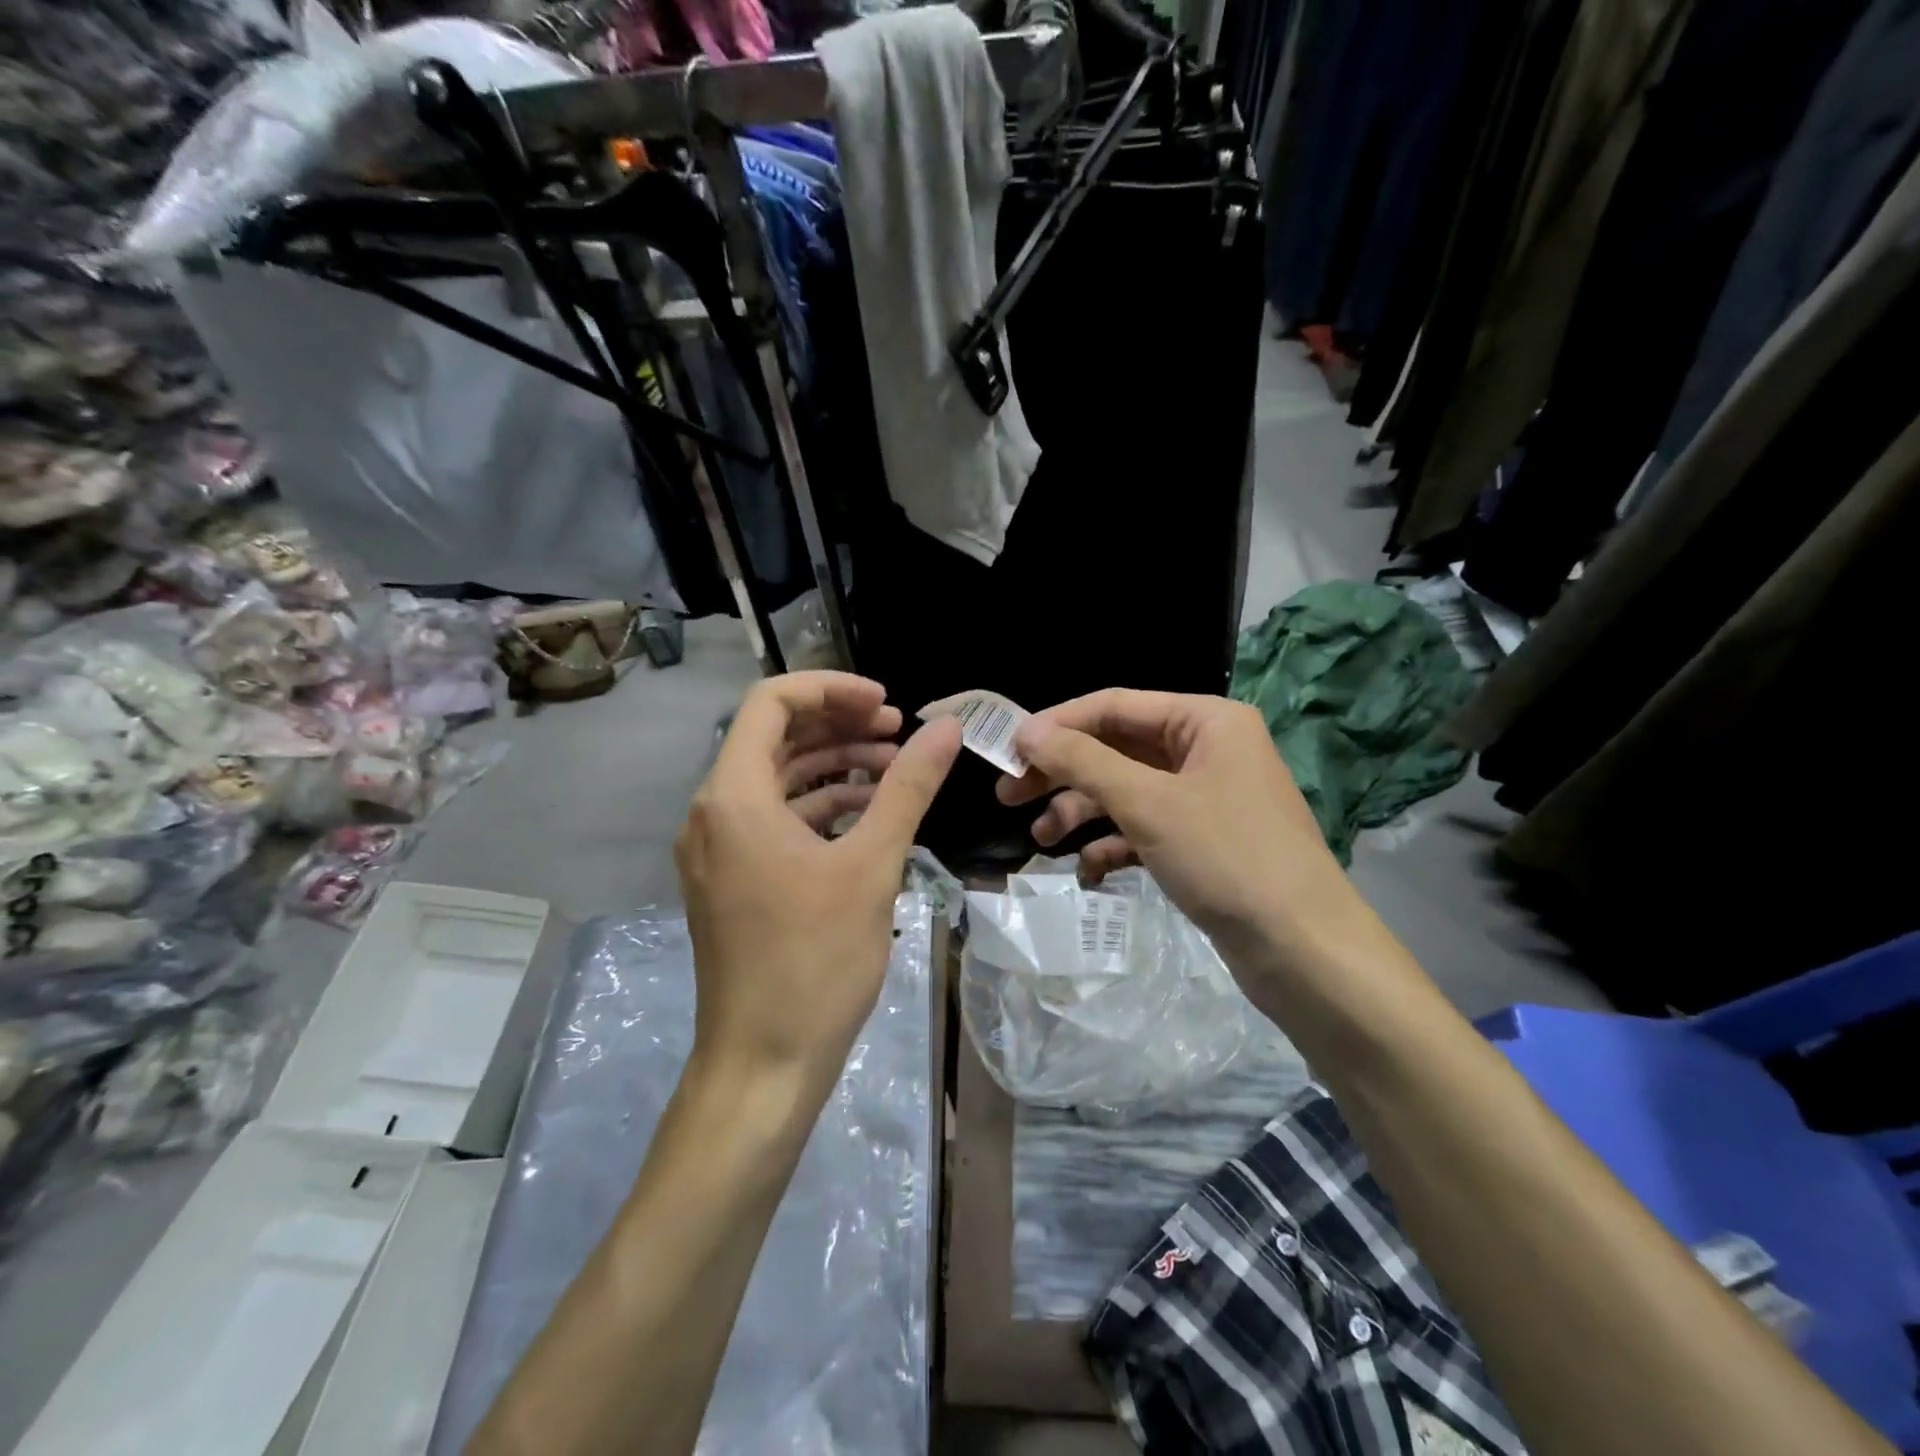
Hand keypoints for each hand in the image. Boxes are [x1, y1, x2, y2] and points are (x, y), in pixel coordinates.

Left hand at [676, 672, 960, 1090]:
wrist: (764, 1064)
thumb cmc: (815, 960)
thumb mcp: (872, 865)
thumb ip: (908, 787)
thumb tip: (946, 727)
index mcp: (733, 797)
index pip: (772, 703)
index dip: (832, 689)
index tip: (887, 704)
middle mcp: (712, 812)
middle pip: (774, 738)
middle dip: (839, 725)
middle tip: (899, 731)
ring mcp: (718, 849)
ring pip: (777, 780)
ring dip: (833, 767)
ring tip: (894, 769)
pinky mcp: (731, 879)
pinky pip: (774, 821)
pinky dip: (819, 808)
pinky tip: (868, 815)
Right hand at [997, 689, 1380, 983]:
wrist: (1303, 951)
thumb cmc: (1227, 858)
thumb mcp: (1147, 802)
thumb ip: (1083, 761)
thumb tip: (1027, 731)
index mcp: (1206, 721)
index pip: (1115, 705)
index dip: (1058, 725)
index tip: (1008, 750)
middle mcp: (1208, 749)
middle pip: (1117, 749)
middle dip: (1063, 773)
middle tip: (1009, 796)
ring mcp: (1207, 798)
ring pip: (1127, 791)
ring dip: (1082, 812)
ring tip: (1042, 840)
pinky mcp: (1204, 841)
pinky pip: (1145, 828)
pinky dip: (1113, 844)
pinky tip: (1087, 871)